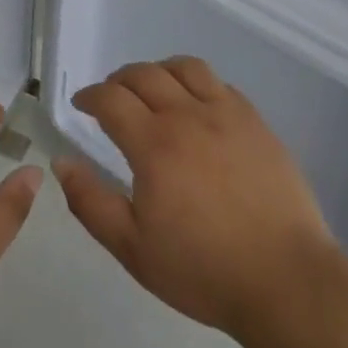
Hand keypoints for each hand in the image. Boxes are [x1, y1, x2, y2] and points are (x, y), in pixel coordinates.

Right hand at [55, 58, 336, 339]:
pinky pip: (220, 84)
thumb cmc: (202, 269)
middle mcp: (188, 116)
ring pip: (186, 67)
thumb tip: (62, 163)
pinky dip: (197, 83)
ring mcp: (227, 115)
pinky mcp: (257, 123)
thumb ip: (91, 202)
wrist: (285, 280)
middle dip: (119, 80)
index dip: (90, 96)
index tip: (81, 104)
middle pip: (145, 74)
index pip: (111, 99)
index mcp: (154, 144)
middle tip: (111, 97)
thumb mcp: (132, 248)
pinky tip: (197, 106)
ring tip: (153, 89)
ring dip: (159, 70)